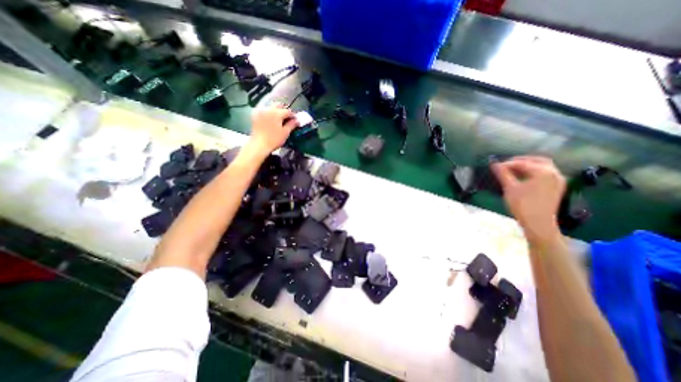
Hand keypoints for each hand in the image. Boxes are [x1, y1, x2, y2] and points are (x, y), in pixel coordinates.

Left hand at [247, 103, 296, 152]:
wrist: (259, 145)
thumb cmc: (274, 140)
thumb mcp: (285, 133)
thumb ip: (291, 125)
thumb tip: (297, 121)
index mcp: (276, 113)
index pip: (288, 111)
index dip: (293, 116)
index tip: (295, 121)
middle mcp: (268, 109)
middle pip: (278, 105)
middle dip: (284, 110)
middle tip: (287, 118)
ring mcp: (260, 111)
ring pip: (270, 106)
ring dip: (276, 111)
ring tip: (279, 119)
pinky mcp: (255, 115)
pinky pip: (264, 110)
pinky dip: (268, 112)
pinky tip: (270, 119)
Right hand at [492, 156, 567, 242]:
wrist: (538, 223)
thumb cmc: (523, 204)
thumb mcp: (510, 188)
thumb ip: (503, 174)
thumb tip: (494, 164)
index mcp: (543, 171)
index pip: (522, 163)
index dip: (507, 163)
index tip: (495, 166)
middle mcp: (554, 172)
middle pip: (537, 160)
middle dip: (521, 160)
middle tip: (506, 164)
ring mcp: (557, 180)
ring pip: (543, 166)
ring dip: (528, 165)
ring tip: (513, 170)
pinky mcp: (556, 187)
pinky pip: (546, 173)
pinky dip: (535, 171)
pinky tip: (524, 177)